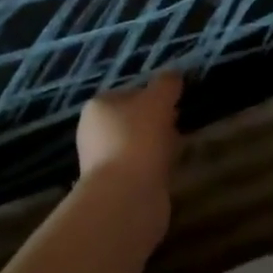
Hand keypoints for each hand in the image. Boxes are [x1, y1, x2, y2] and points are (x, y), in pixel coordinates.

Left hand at [75, 71, 182, 218]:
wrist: (126, 197)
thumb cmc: (138, 139)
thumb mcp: (157, 100)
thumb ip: (166, 84)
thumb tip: (173, 75)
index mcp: (98, 107)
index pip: (129, 93)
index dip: (154, 96)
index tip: (174, 103)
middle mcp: (94, 133)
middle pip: (134, 120)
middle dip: (158, 122)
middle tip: (178, 125)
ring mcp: (103, 162)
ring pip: (139, 145)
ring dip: (159, 145)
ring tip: (178, 149)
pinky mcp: (116, 187)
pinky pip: (142, 168)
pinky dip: (156, 167)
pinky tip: (170, 170)